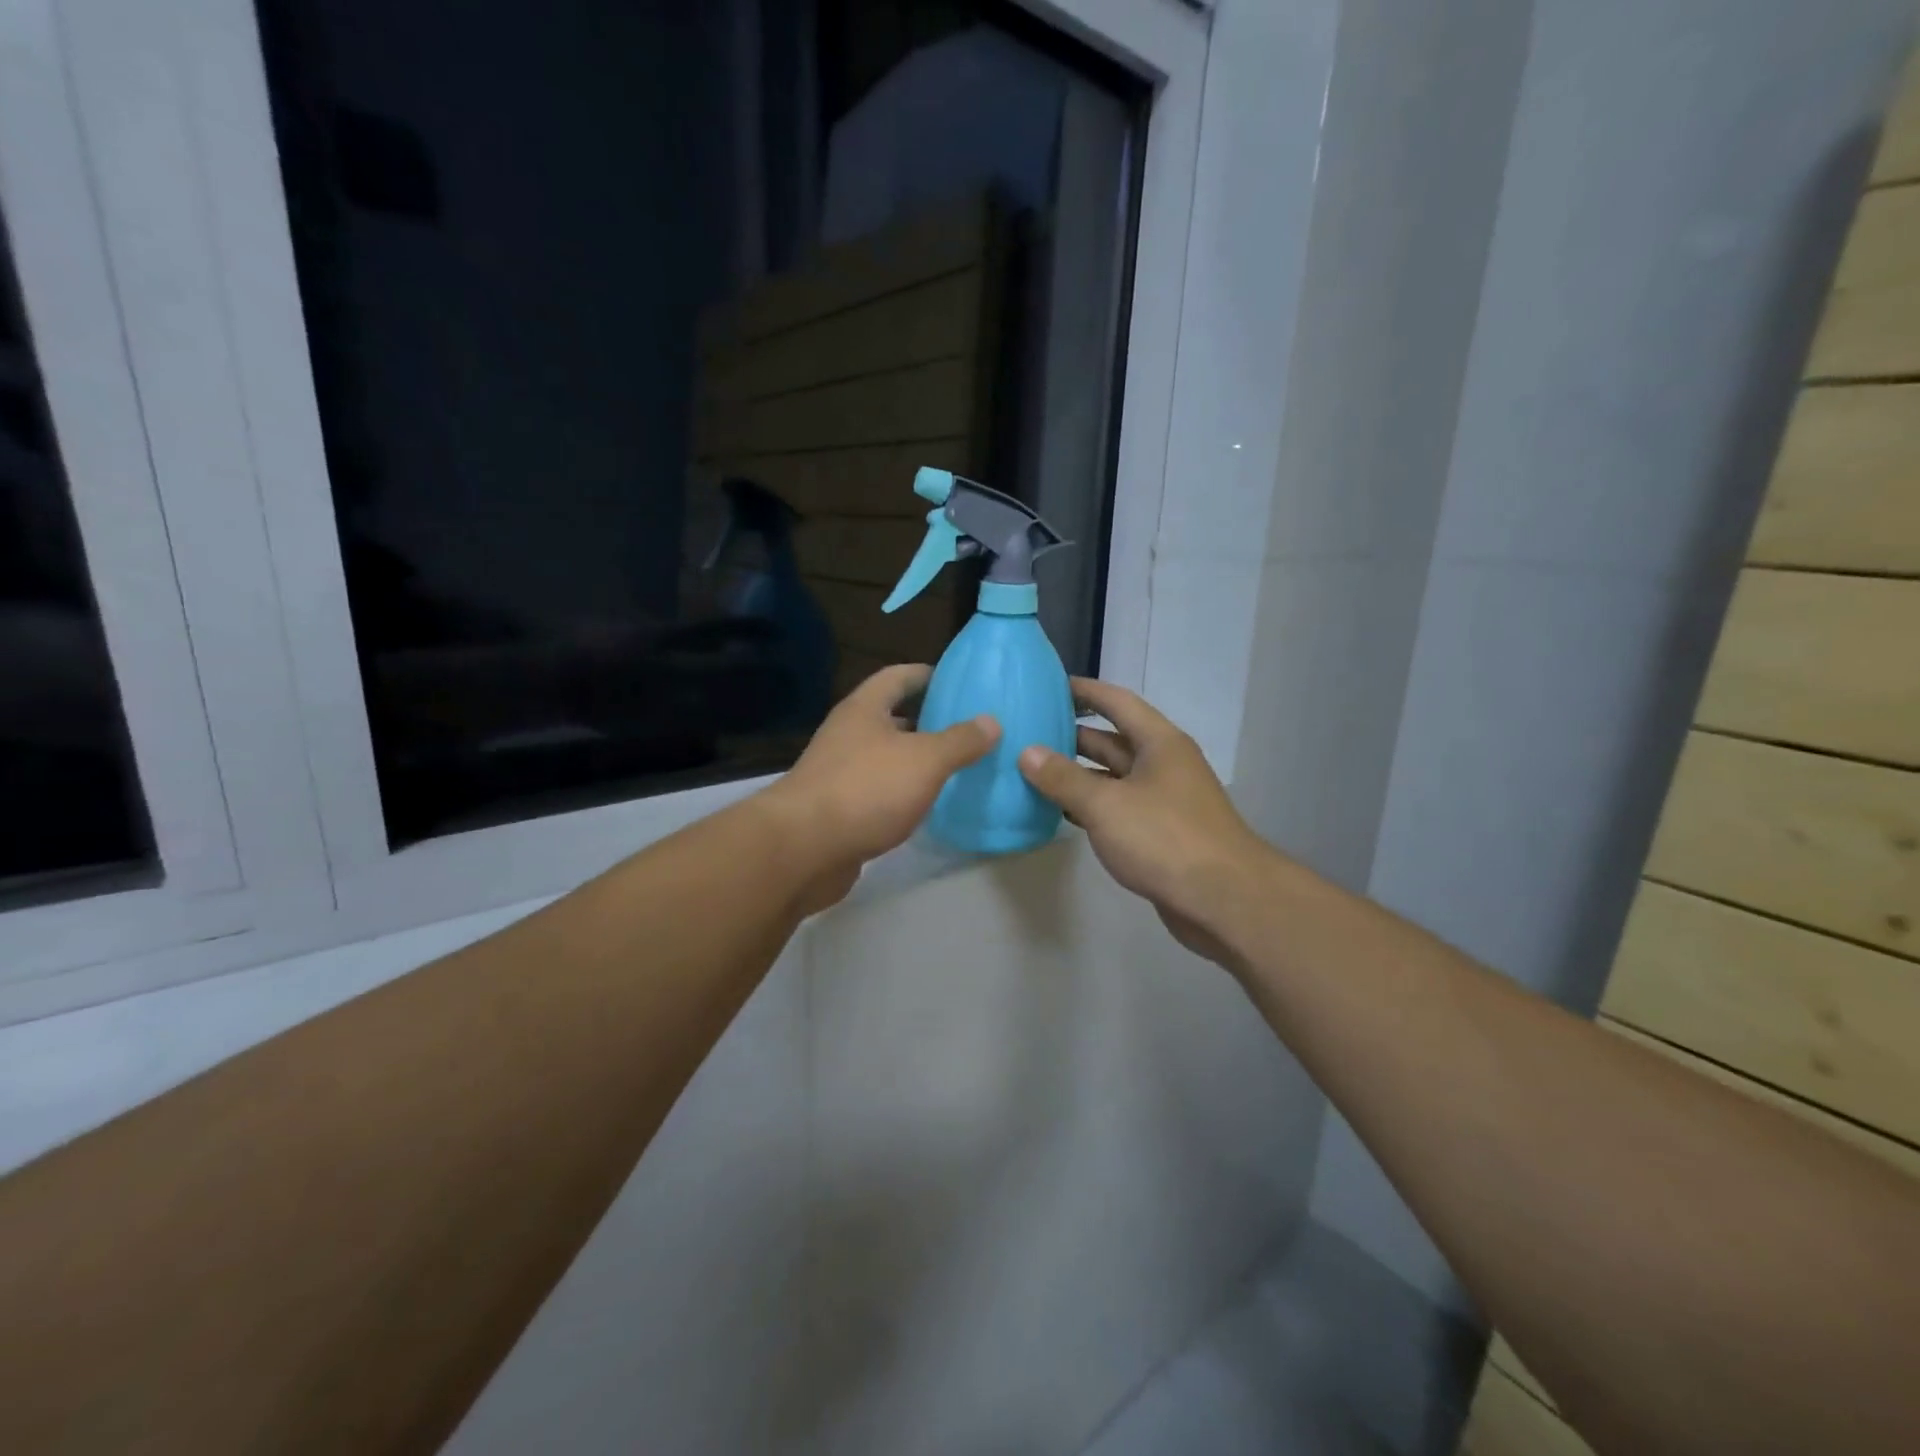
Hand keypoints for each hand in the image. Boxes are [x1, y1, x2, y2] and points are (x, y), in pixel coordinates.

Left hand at [758, 664, 998, 908]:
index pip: (896, 677)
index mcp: (864, 710)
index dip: (926, 674)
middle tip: (967, 728)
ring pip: (885, 758)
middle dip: (926, 720)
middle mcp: (847, 735)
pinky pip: (878, 792)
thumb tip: (991, 721)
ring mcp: (839, 774)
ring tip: (956, 766)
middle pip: (890, 717)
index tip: (956, 680)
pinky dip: (903, 794)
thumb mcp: (925, 760)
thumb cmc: (866, 789)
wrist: (804, 849)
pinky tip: (927, 806)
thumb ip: (960, 740)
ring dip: (915, 760)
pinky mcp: (838, 811)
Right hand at [1018, 678, 1273, 964]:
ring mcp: (1163, 800)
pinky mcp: (1160, 833)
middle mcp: (1163, 765)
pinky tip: (1060, 812)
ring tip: (1033, 771)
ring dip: (1077, 775)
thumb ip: (1063, 778)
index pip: (1117, 702)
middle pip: (1112, 740)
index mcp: (1159, 743)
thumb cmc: (1164, 838)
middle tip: (1029, 732)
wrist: (1223, 900)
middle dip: (1072, 736)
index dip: (1085, 692)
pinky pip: (1118, 808)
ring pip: (1113, 778)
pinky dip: (1090, 807)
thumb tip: (1027, 753)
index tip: (1050, 686)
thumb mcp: (1105, 804)